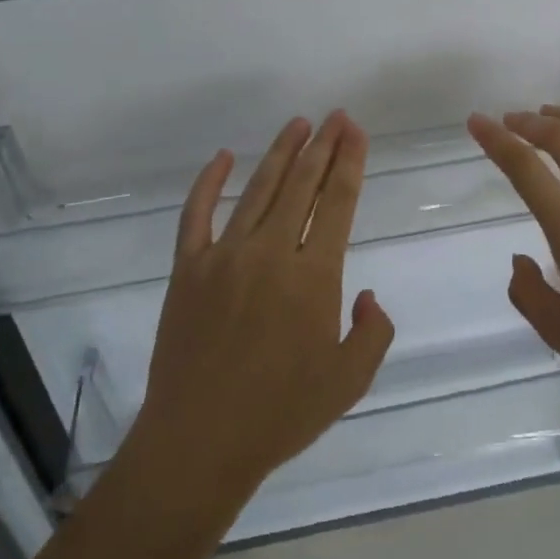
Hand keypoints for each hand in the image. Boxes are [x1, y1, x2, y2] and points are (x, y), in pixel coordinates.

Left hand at [131, 112, 395, 509]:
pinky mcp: (187, 268)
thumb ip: (372, 332)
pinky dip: (208, 181)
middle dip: (322, 145)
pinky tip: (222, 157)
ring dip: (280, 152)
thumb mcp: (349, 382)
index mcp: (313, 276)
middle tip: (335, 117)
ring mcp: (224, 256)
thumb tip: (368, 295)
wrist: (199, 441)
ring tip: (297, 124)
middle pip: (301, 184)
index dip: (349, 162)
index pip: (337, 202)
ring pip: (258, 189)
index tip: (355, 131)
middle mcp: (270, 252)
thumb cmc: (280, 415)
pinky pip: (197, 213)